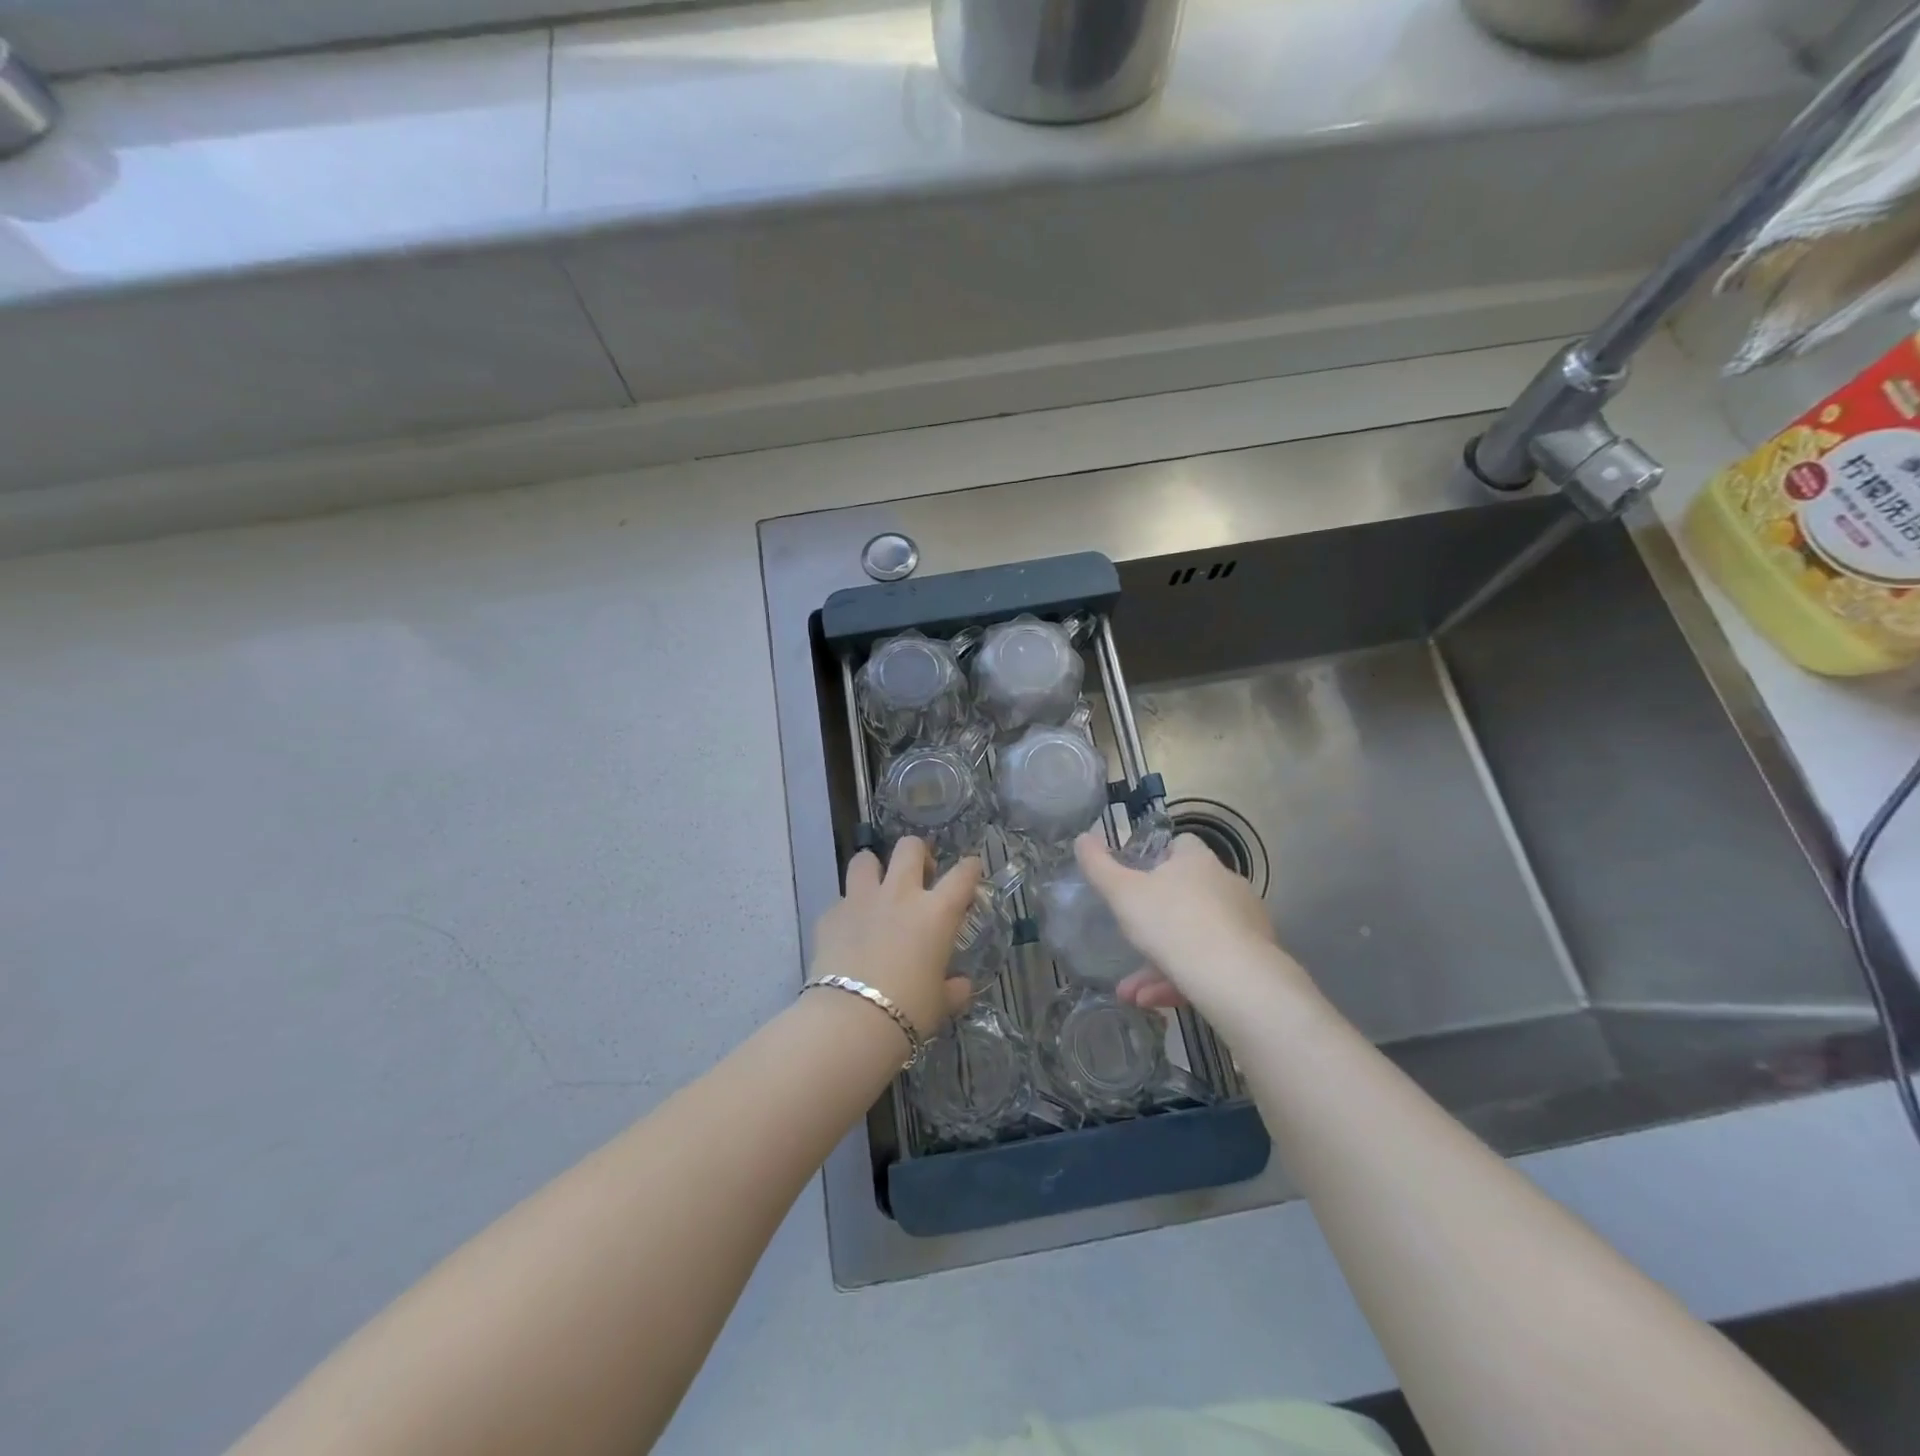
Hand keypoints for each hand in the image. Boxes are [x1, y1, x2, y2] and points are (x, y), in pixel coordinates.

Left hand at [811, 838, 979, 1037]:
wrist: (850, 1020)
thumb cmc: (908, 1010)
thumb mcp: (940, 1003)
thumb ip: (953, 989)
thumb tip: (961, 986)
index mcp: (936, 913)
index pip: (962, 875)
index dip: (971, 868)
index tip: (972, 869)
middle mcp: (900, 895)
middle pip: (910, 848)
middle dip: (918, 853)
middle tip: (920, 874)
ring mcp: (861, 901)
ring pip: (865, 859)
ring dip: (874, 868)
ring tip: (877, 888)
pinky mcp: (830, 915)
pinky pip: (841, 900)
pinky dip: (848, 911)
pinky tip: (849, 931)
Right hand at [1074, 831, 1311, 1016]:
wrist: (1235, 979)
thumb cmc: (1172, 923)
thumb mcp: (1122, 894)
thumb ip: (1098, 866)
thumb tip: (1082, 838)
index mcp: (1197, 861)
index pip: (1180, 845)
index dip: (1157, 858)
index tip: (1137, 880)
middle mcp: (1226, 884)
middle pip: (1186, 895)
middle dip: (1153, 924)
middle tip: (1128, 943)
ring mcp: (1244, 922)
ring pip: (1195, 937)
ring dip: (1161, 962)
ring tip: (1133, 992)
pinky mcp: (1255, 958)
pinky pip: (1212, 964)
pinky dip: (1183, 980)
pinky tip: (1155, 1002)